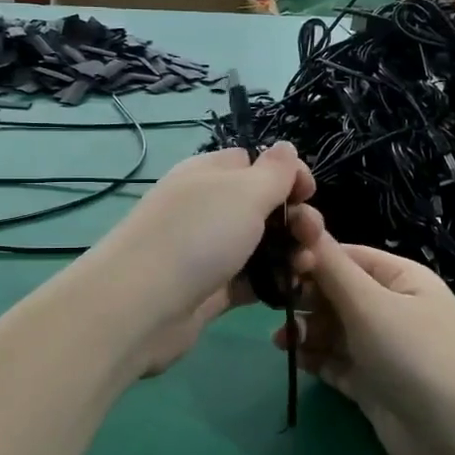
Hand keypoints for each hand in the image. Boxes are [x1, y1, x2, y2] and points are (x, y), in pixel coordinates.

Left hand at [83, 144, 313, 375]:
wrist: (141, 306)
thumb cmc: (197, 236)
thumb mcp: (244, 192)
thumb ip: (273, 171)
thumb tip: (286, 148)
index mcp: (207, 174)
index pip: (252, 162)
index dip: (286, 174)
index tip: (309, 193)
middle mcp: (204, 208)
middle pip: (260, 206)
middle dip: (294, 218)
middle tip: (313, 236)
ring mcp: (204, 251)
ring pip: (258, 246)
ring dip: (289, 253)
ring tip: (307, 266)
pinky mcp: (208, 291)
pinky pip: (248, 281)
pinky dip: (271, 283)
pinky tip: (293, 289)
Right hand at [276, 205, 454, 454]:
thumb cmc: (414, 352)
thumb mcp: (369, 302)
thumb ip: (329, 265)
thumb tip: (301, 217)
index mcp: (400, 279)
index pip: (347, 257)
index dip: (311, 259)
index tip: (276, 266)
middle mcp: (391, 309)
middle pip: (337, 293)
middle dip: (305, 297)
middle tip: (273, 305)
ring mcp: (382, 349)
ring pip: (333, 330)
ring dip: (306, 331)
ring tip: (281, 340)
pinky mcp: (372, 384)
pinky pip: (335, 363)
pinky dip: (315, 359)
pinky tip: (296, 359)